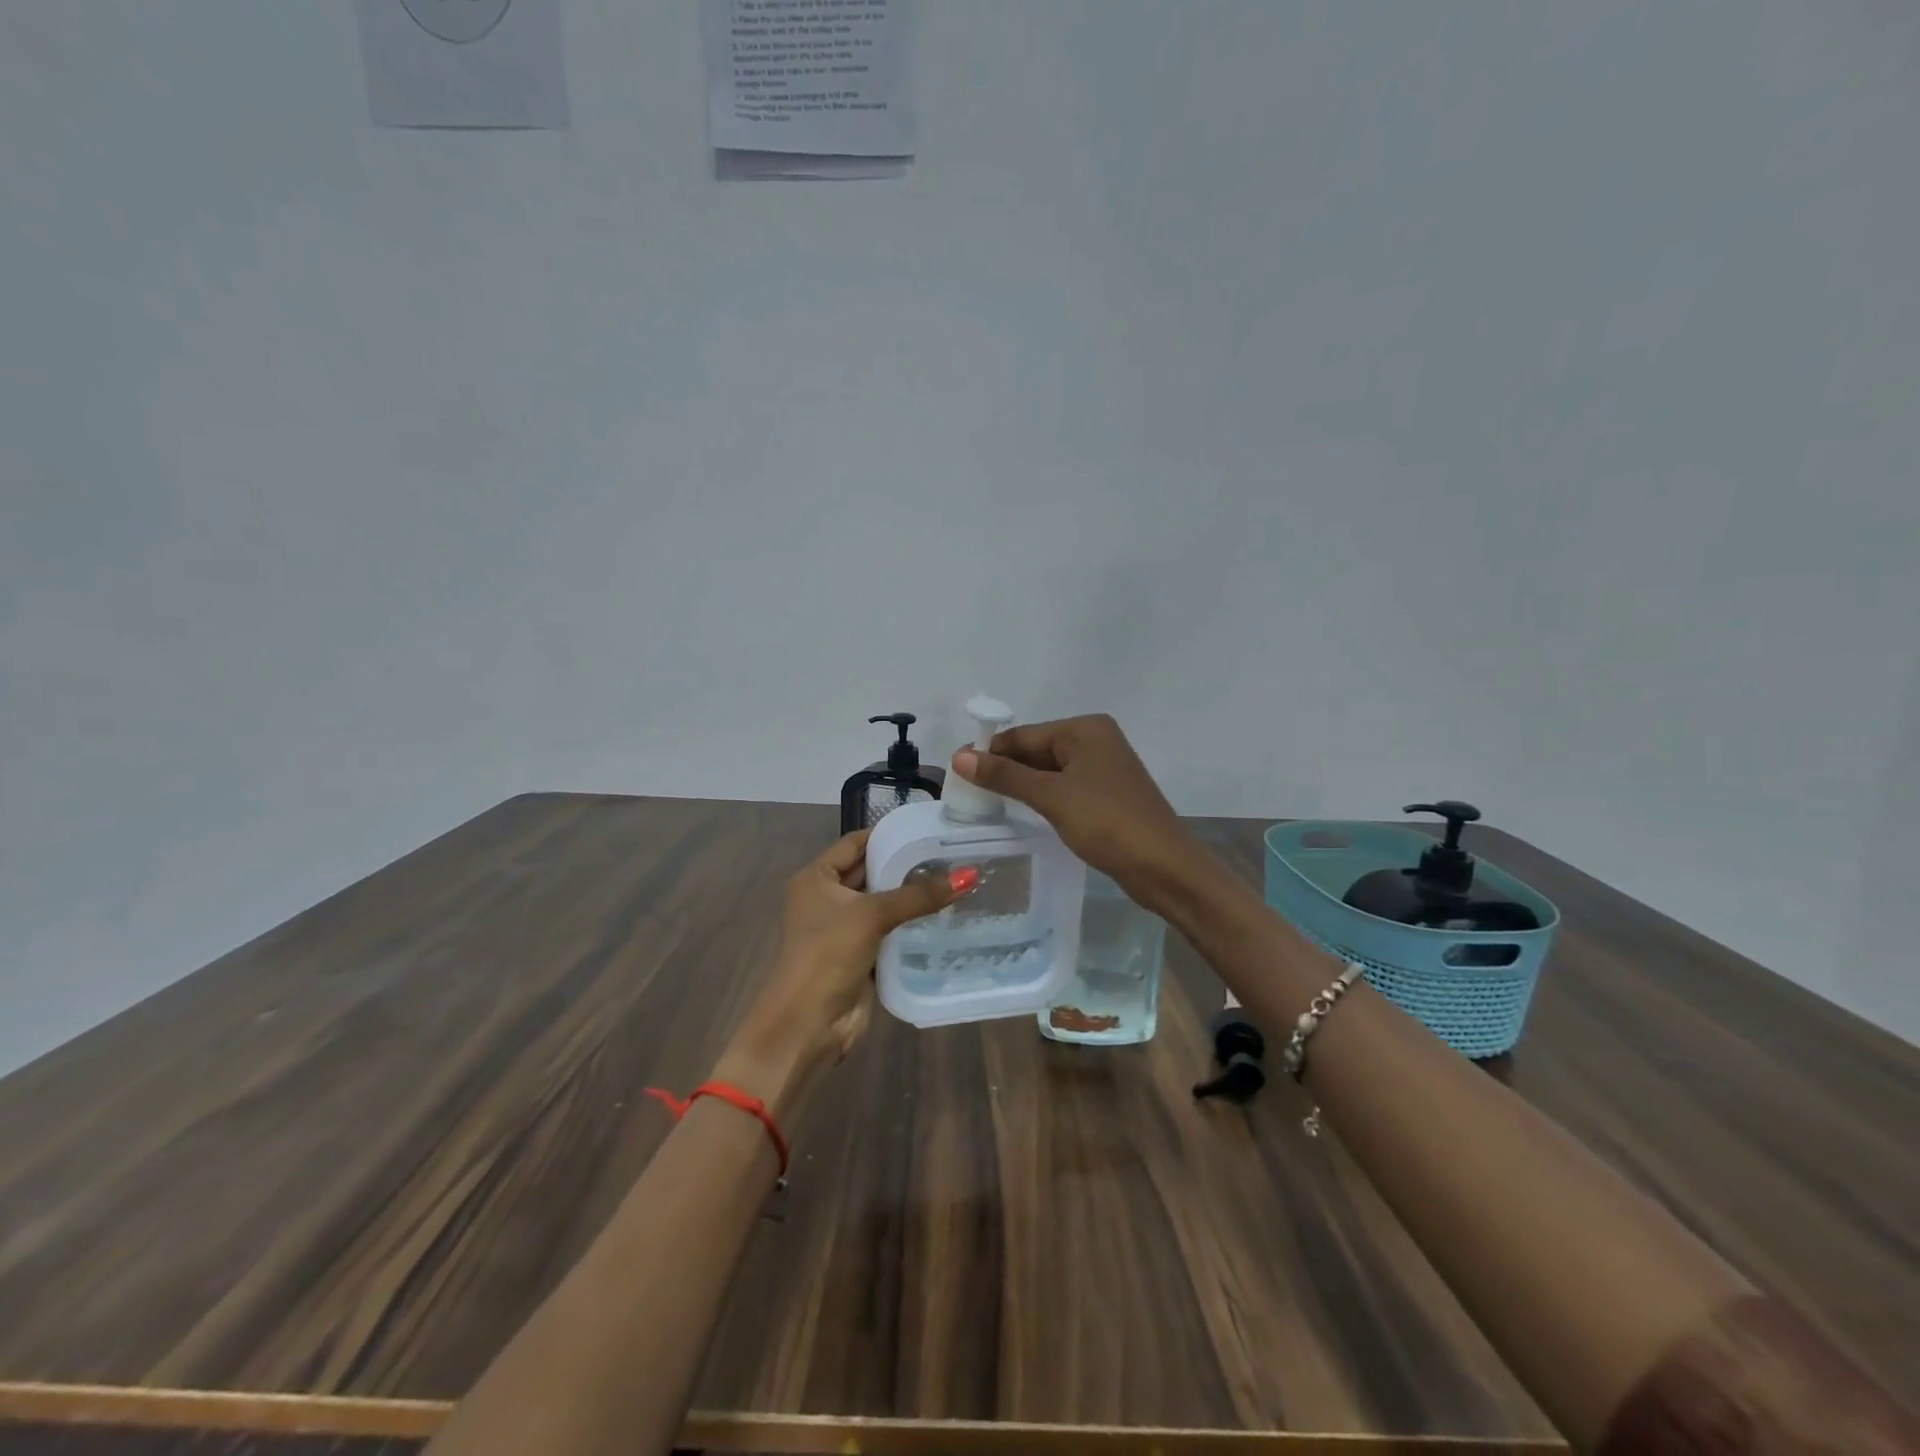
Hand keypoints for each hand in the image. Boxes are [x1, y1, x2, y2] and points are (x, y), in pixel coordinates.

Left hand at [714, 829, 958, 1119]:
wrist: (807, 1025)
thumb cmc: (827, 955)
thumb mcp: (871, 915)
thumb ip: (918, 895)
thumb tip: (969, 876)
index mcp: (816, 877)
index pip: (856, 842)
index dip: (889, 834)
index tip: (929, 828)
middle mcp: (826, 897)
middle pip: (870, 871)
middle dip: (906, 864)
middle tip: (951, 854)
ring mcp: (842, 928)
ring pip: (882, 903)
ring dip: (911, 896)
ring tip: (955, 879)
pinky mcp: (859, 955)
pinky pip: (889, 930)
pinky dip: (910, 924)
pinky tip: (944, 915)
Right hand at [952, 714, 1195, 901]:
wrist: (1164, 867)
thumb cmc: (1107, 823)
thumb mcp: (1051, 797)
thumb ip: (1005, 776)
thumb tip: (959, 757)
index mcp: (1085, 729)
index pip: (1024, 734)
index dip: (990, 753)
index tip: (957, 774)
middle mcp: (1096, 740)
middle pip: (1036, 751)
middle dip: (1005, 771)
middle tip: (967, 795)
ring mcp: (1104, 768)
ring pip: (1049, 772)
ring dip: (1022, 786)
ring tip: (987, 805)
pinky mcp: (1107, 795)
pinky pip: (1064, 788)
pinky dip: (1042, 798)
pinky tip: (1023, 814)